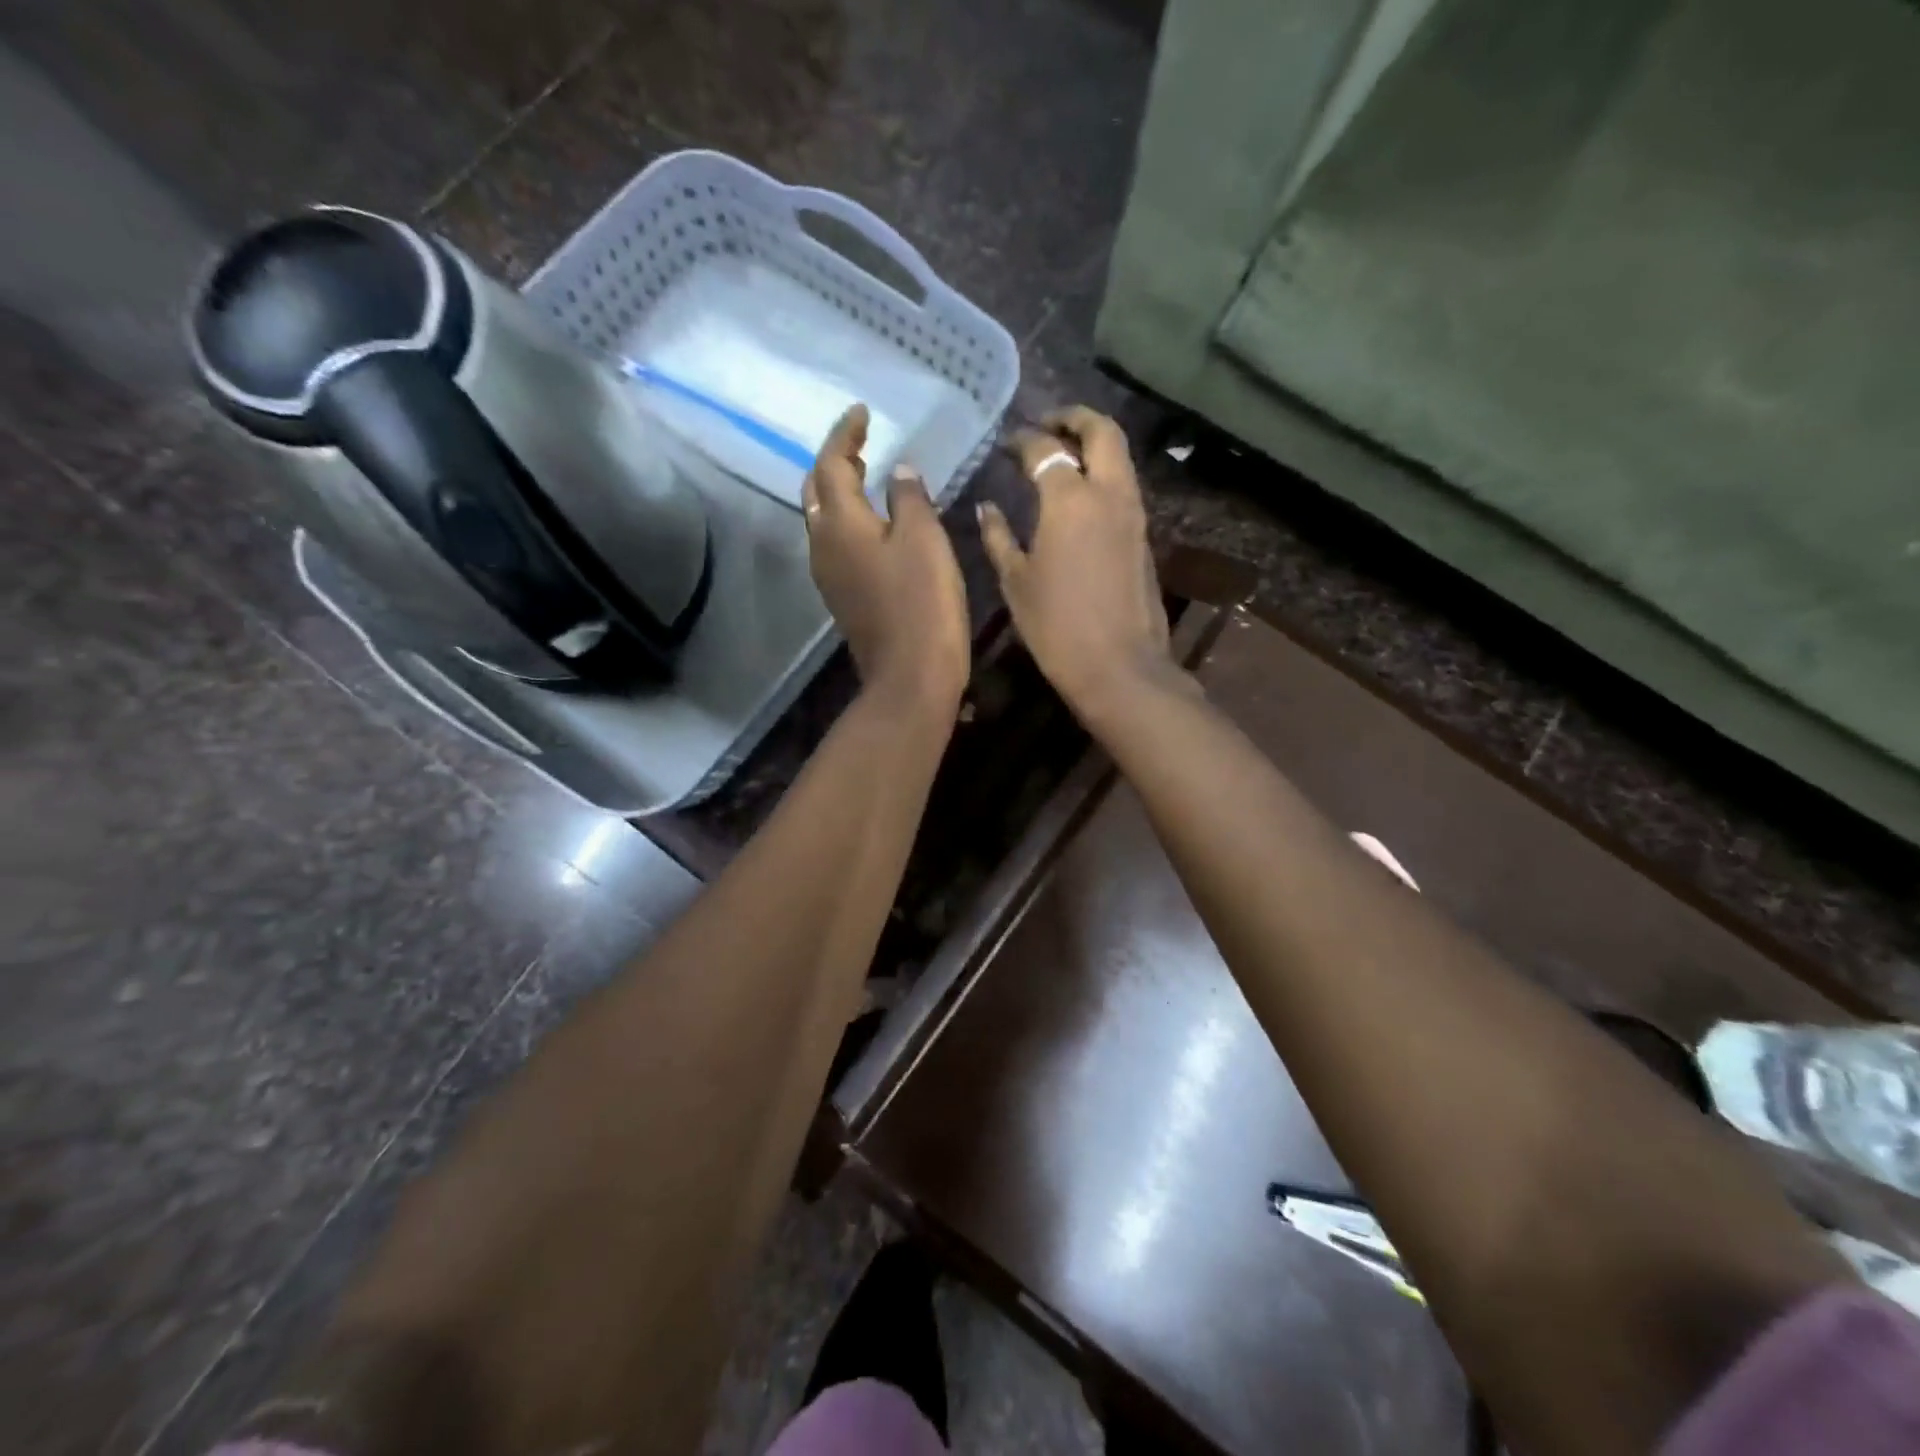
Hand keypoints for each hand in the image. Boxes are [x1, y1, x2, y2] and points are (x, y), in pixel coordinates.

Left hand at [805, 404, 969, 712]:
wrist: (910, 676)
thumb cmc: (922, 603)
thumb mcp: (924, 540)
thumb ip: (908, 498)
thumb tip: (898, 471)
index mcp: (840, 523)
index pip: (831, 464)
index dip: (845, 434)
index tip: (862, 413)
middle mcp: (823, 545)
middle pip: (816, 491)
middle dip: (834, 463)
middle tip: (861, 446)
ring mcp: (829, 576)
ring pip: (823, 520)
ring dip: (839, 493)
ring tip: (866, 477)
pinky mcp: (843, 598)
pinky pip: (836, 545)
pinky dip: (848, 523)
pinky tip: (873, 526)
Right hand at [978, 406, 1178, 718]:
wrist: (1118, 666)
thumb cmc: (1056, 626)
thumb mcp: (1015, 582)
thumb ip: (998, 537)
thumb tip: (987, 508)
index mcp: (1069, 499)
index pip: (1044, 449)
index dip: (1021, 440)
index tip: (1005, 445)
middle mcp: (1108, 493)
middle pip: (1101, 431)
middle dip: (1073, 418)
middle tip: (1046, 425)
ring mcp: (1133, 513)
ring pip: (1119, 456)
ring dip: (1093, 444)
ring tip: (1063, 455)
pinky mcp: (1144, 536)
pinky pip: (1124, 486)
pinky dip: (1103, 474)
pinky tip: (1079, 496)